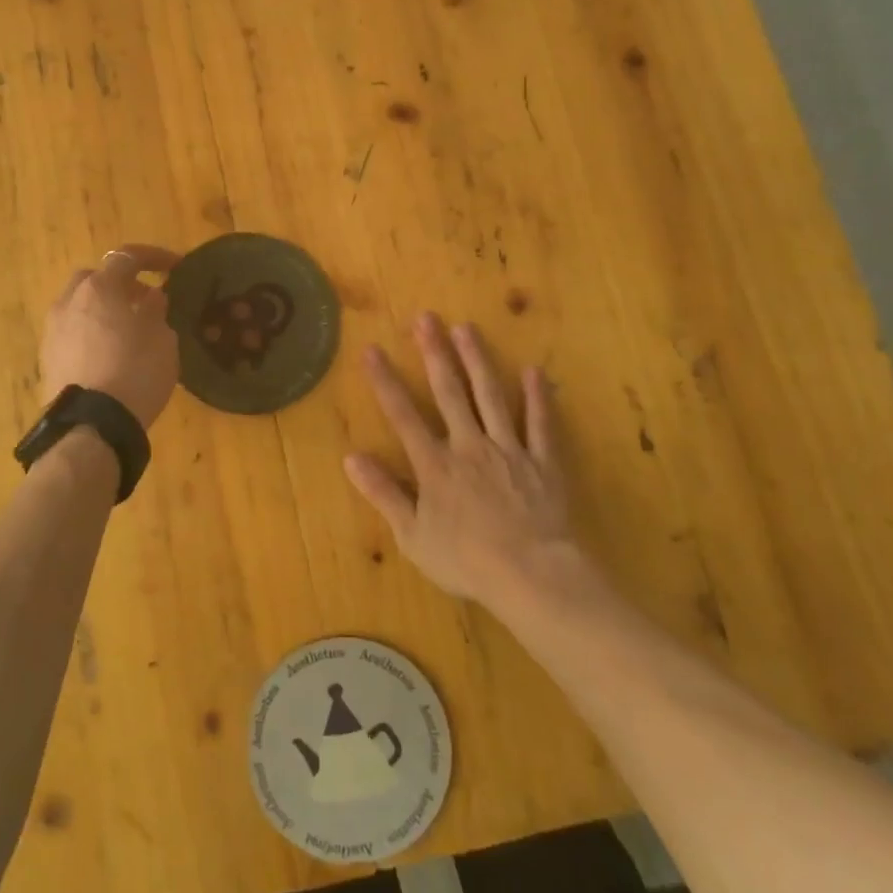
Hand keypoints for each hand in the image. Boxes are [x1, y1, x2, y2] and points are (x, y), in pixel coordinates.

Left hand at [41, 245, 181, 427]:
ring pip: (80, 306)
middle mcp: (69, 302)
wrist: (92, 427)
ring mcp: (53, 331)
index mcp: (100, 288)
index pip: (128, 257)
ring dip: (103, 309)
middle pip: (95, 278)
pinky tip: (110, 354)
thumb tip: (151, 297)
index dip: (155, 257)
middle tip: (145, 299)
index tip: (176, 267)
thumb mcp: (162, 339)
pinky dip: (92, 333)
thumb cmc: (136, 372)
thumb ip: (156, 310)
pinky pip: (73, 333)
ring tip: (129, 330)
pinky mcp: (47, 360)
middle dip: (120, 283)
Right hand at [344, 312, 576, 606]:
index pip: (403, 415)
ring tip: (467, 328)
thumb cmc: (466, 560)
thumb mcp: (412, 536)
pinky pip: (540, 424)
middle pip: (449, 392)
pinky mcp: (542, 461)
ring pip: (491, 396)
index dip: (385, 381)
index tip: (371, 349)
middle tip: (427, 318)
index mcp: (435, 465)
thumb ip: (384, 494)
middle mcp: (469, 446)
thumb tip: (351, 458)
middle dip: (435, 353)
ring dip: (477, 360)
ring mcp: (508, 449)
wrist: (531, 575)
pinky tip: (534, 371)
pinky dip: (538, 398)